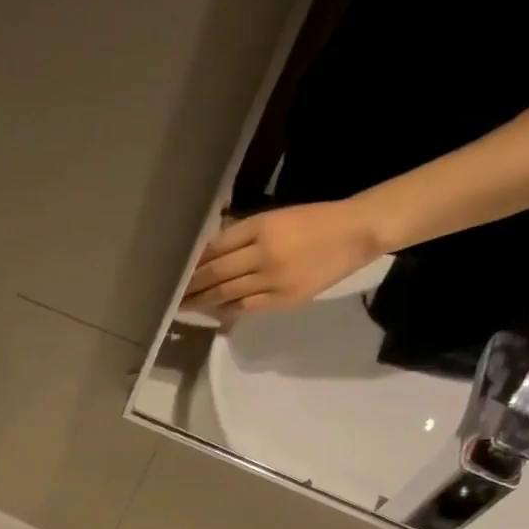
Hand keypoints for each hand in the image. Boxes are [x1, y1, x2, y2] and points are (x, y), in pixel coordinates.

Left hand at [182, 200, 383, 317]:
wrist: (358, 232)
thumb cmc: (315, 220)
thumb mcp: (277, 217)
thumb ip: (244, 233)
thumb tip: (210, 249)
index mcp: (262, 227)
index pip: (216, 247)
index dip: (194, 262)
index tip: (177, 271)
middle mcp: (263, 253)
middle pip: (215, 272)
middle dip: (190, 285)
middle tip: (170, 294)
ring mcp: (272, 279)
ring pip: (225, 293)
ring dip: (201, 301)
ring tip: (182, 306)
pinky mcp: (282, 299)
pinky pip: (244, 307)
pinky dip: (225, 309)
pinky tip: (211, 311)